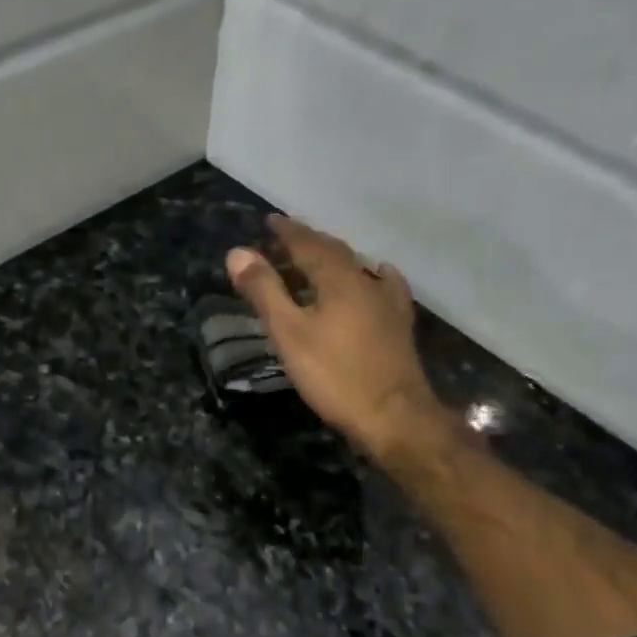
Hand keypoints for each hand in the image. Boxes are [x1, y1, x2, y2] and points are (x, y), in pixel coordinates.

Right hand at [226, 215, 442, 460]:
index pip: (308, 244)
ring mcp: (388, 302)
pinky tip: (374, 277)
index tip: (270, 221)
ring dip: (333, 260)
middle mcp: (367, 280)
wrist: (393, 415)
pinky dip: (368, 276)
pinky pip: (382, 285)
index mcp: (338, 278)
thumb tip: (237, 252)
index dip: (287, 231)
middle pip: (334, 252)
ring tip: (315, 262)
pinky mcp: (399, 324)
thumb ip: (264, 292)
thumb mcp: (289, 334)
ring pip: (357, 268)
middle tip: (285, 241)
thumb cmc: (334, 375)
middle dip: (308, 243)